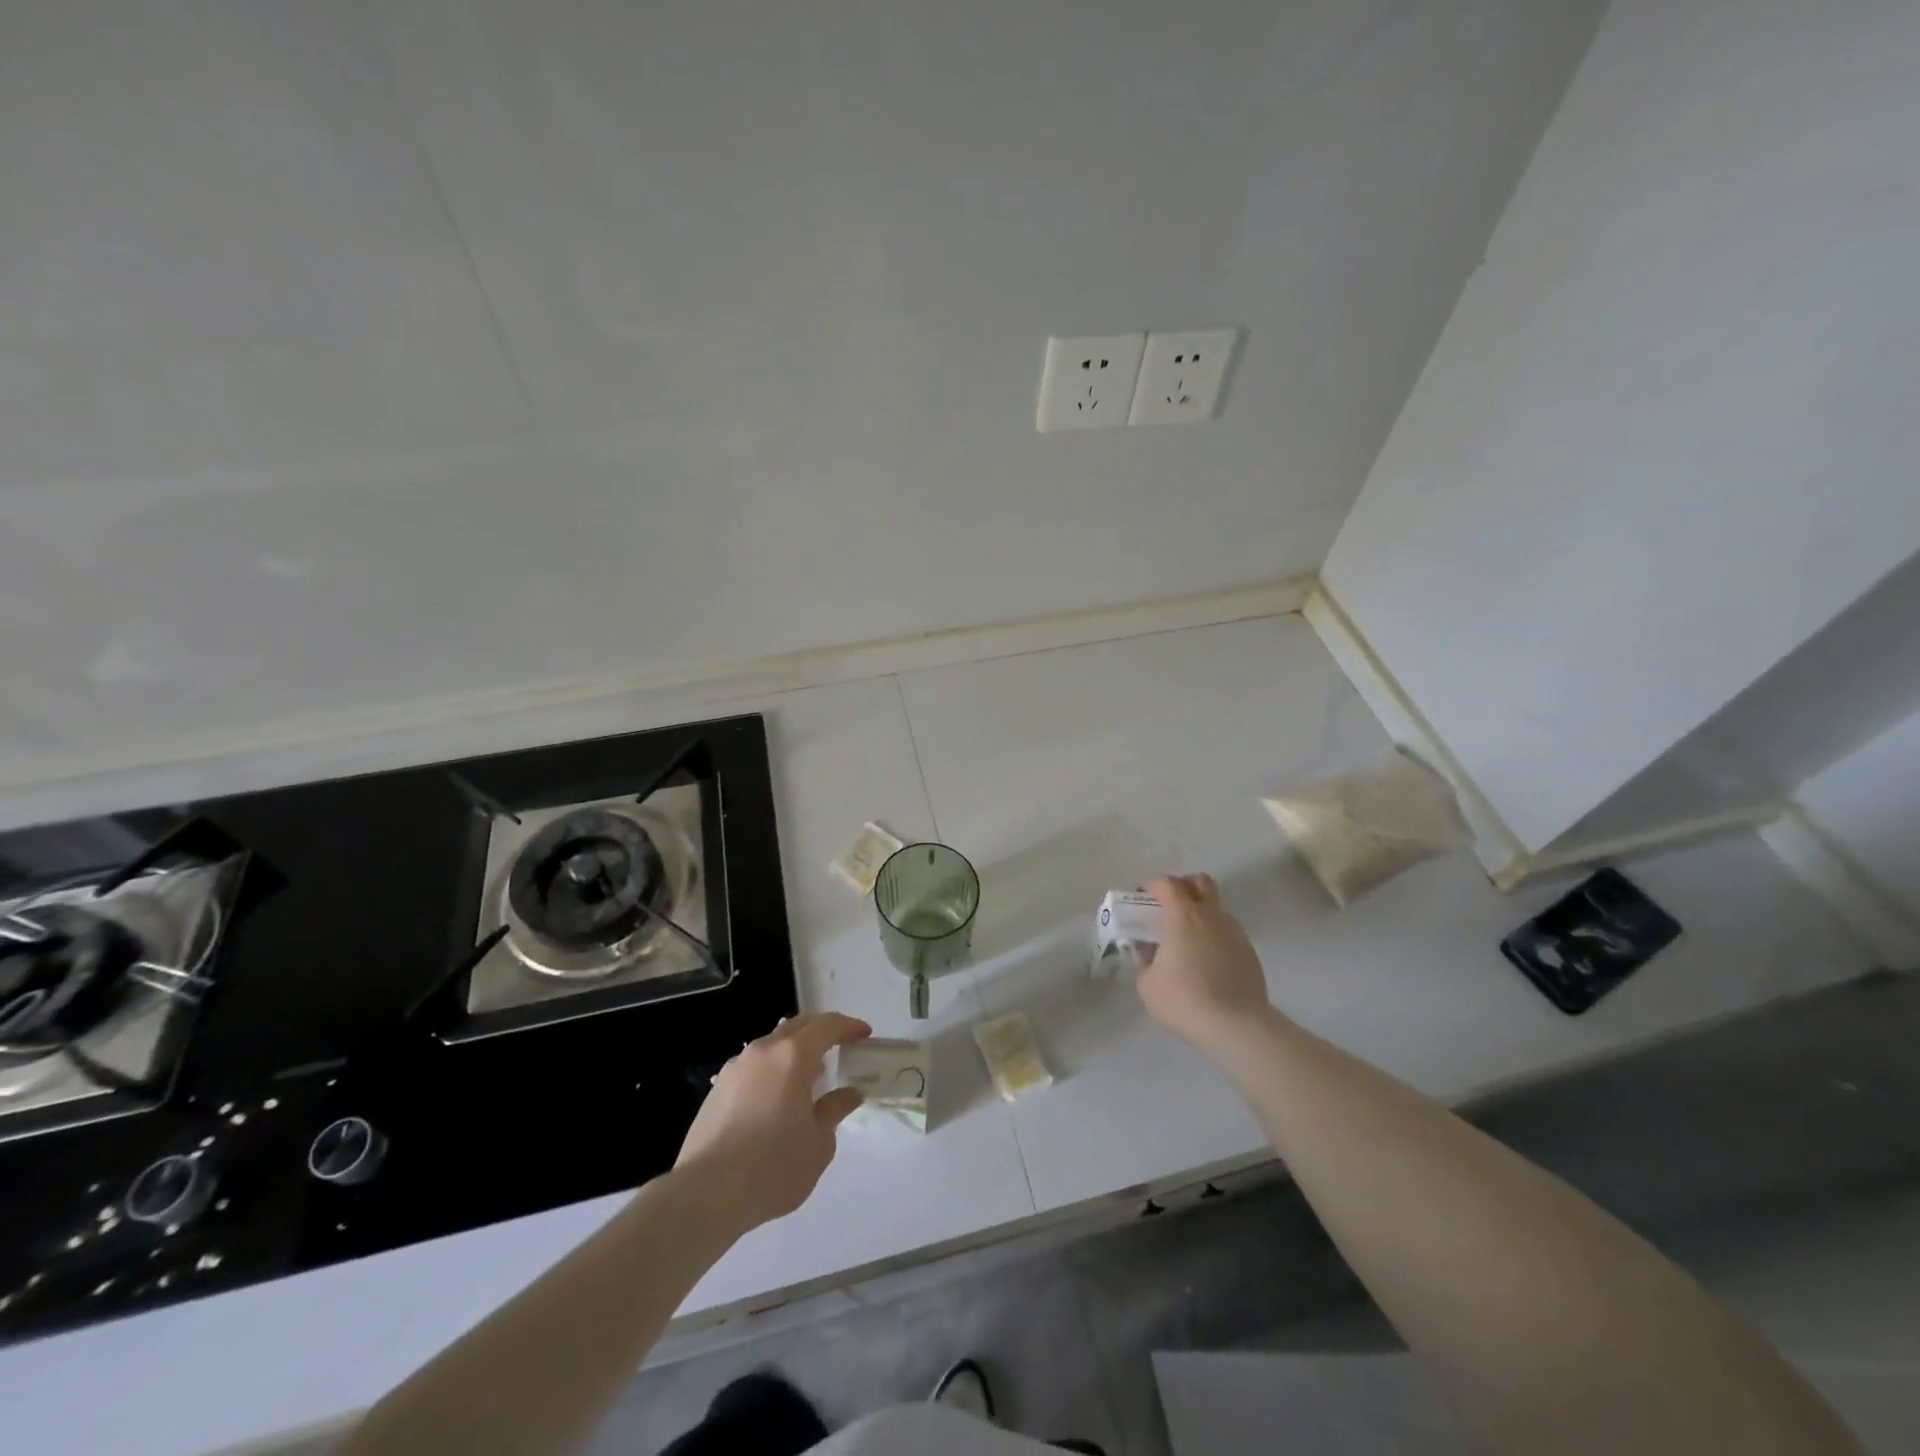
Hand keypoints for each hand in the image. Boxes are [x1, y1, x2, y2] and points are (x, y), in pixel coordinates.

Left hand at [673, 1011, 871, 1233]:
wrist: (706, 1194)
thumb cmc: (773, 1167)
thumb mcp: (819, 1143)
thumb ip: (835, 1110)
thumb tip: (849, 1094)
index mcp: (793, 1056)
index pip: (827, 1026)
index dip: (849, 1026)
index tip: (864, 1035)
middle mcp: (763, 1051)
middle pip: (798, 1026)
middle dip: (821, 1031)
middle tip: (840, 1047)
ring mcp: (736, 1067)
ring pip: (772, 1044)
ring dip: (794, 1051)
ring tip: (809, 1076)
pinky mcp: (717, 1089)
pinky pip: (754, 1067)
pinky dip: (772, 1070)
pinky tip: (776, 1098)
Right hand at [1139, 874, 1274, 1051]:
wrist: (1235, 1026)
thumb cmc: (1184, 1000)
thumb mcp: (1147, 984)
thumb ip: (1144, 960)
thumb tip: (1146, 951)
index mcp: (1183, 916)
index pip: (1168, 884)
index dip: (1153, 886)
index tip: (1143, 899)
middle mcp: (1211, 916)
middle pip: (1201, 882)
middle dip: (1184, 886)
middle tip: (1170, 907)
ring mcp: (1235, 933)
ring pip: (1217, 909)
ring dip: (1202, 914)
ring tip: (1189, 941)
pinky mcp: (1250, 952)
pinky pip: (1229, 933)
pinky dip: (1216, 937)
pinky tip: (1208, 963)